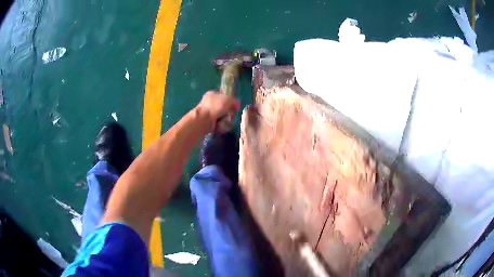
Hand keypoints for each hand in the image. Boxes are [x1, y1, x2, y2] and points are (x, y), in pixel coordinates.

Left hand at [197, 91, 239, 129]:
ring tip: (225, 121)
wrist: (204, 120)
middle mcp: (210, 103)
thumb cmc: (215, 106)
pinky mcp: (209, 123)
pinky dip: (221, 126)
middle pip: (225, 108)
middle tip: (230, 115)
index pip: (224, 96)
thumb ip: (235, 101)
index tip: (235, 107)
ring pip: (223, 117)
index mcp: (212, 94)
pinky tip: (220, 126)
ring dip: (226, 120)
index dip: (231, 101)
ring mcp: (209, 114)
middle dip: (229, 113)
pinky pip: (220, 125)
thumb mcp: (228, 99)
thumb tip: (237, 106)